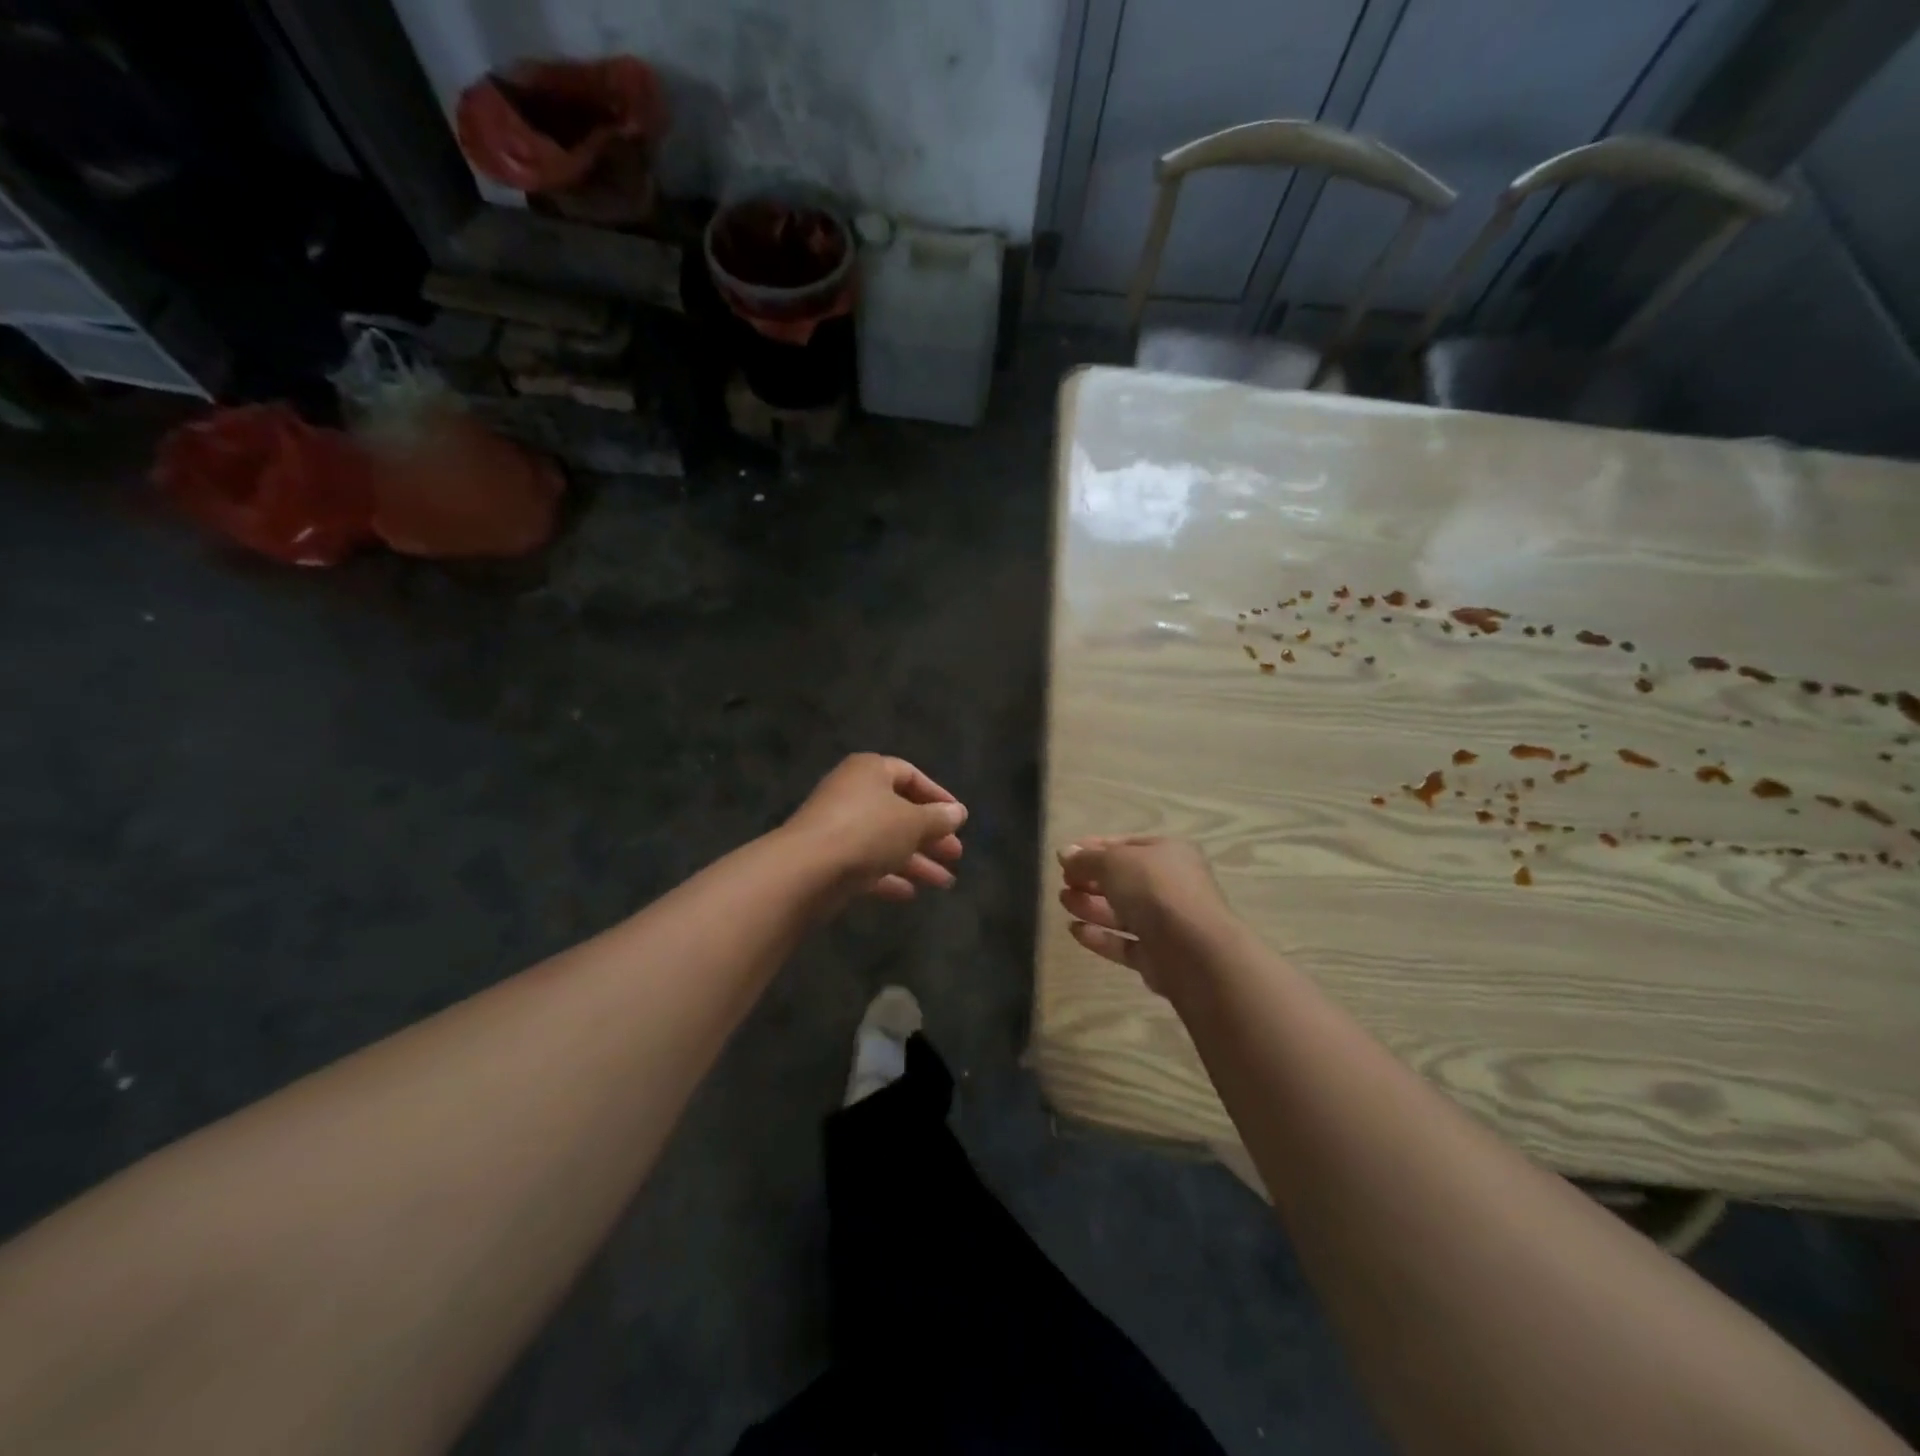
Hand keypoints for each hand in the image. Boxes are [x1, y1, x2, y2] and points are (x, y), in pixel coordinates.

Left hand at [784, 754, 966, 901]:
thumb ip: (938, 818)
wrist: (806, 870)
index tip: (958, 818)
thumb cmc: (866, 831)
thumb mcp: (912, 822)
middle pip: (899, 812)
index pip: (910, 775)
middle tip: (956, 855)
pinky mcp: (830, 859)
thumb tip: (958, 812)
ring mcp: (838, 828)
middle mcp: (852, 794)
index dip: (937, 796)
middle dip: (930, 835)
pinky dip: (889, 876)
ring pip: (885, 841)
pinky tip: (910, 893)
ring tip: (945, 883)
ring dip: (916, 861)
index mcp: (870, 771)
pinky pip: (866, 864)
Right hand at [1057, 836, 1234, 996]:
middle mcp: (1171, 885)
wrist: (1194, 951)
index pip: (1126, 845)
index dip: (1094, 849)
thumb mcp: (1114, 862)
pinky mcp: (1157, 956)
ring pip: (1122, 912)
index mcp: (1168, 853)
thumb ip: (1087, 859)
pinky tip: (1074, 930)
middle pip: (1124, 880)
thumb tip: (1064, 852)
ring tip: (1063, 901)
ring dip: (1091, 906)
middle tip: (1064, 882)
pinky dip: (1100, 936)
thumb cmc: (1155, 890)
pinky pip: (1124, 942)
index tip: (1065, 856)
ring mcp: (1166, 923)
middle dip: (1091, 879)